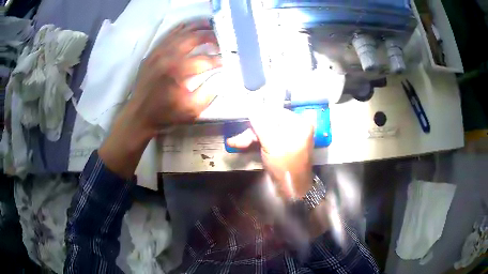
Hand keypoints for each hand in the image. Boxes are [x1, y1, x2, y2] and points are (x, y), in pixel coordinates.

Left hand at [99, 19, 220, 177]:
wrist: (139, 115)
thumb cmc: (165, 114)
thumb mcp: (191, 110)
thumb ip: (209, 93)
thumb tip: (221, 78)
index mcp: (178, 71)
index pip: (205, 60)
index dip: (218, 60)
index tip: (225, 62)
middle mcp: (168, 56)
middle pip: (194, 38)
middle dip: (211, 36)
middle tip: (221, 39)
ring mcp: (158, 52)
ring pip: (181, 32)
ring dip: (197, 27)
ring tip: (210, 25)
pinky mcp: (152, 53)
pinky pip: (168, 35)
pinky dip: (180, 29)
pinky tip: (189, 27)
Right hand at [227, 107, 314, 198]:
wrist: (292, 190)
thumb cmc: (285, 166)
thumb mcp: (272, 144)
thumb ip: (261, 124)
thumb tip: (251, 106)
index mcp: (298, 123)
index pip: (275, 111)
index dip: (258, 115)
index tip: (243, 119)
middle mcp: (295, 127)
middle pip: (269, 122)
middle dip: (252, 131)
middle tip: (238, 140)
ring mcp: (288, 137)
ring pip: (265, 131)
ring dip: (250, 137)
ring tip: (236, 143)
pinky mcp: (281, 146)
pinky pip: (267, 139)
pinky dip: (255, 142)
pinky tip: (241, 144)